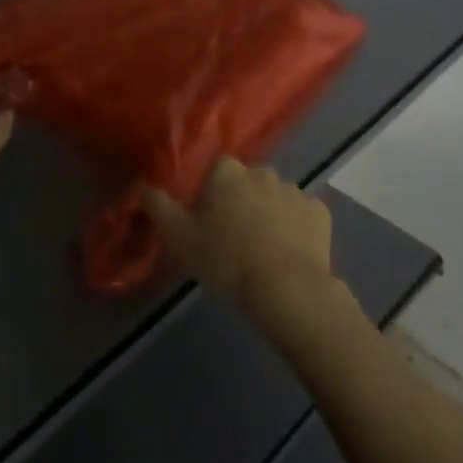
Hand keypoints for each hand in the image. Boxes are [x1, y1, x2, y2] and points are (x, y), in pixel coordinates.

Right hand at [142, 157, 336, 318]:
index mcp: (227, 171)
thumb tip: (142, 188)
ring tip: (263, 252)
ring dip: (269, 215)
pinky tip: (290, 254)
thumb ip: (158, 207)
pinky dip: (296, 229)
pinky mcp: (320, 214)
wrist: (287, 291)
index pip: (216, 172)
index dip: (211, 196)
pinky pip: (302, 216)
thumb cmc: (227, 260)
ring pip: (275, 198)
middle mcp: (262, 171)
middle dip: (241, 202)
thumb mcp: (179, 237)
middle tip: (234, 240)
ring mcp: (295, 191)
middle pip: (246, 183)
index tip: (208, 223)